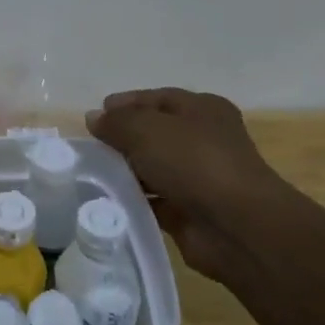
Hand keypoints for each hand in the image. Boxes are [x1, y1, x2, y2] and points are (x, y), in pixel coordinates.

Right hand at [87, 88, 287, 282]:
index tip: (94, 117)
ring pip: (152, 168)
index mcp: (202, 109)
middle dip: (122, 139)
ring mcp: (198, 177)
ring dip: (125, 171)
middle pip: (154, 133)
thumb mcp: (146, 129)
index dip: (125, 104)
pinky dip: (133, 200)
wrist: (236, 225)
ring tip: (91, 175)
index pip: (157, 98)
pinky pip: (152, 200)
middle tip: (89, 148)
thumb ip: (116, 121)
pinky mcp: (189, 211)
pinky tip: (107, 201)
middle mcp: (204, 139)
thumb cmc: (193, 161)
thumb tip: (94, 118)